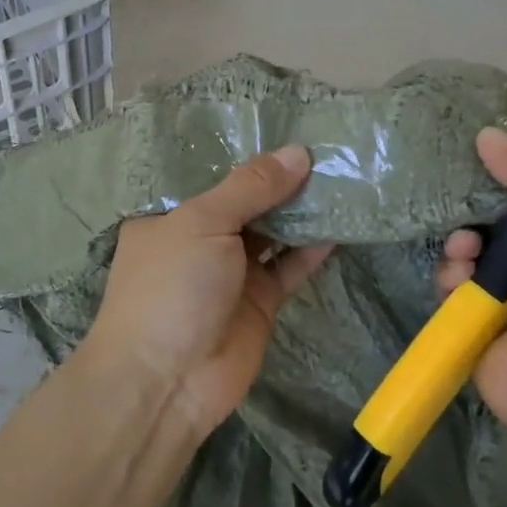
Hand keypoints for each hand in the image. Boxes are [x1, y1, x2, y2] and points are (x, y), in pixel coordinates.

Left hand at [85, 146, 333, 439]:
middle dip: (280, 178)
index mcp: (170, 213)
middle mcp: (200, 238)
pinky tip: (339, 221)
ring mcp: (231, 271)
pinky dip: (312, 247)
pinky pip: (290, 266)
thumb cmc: (171, 286)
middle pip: (246, 200)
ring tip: (339, 174)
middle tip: (325, 144)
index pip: (210, 173)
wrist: (166, 383)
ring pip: (272, 231)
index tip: (286, 123)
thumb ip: (251, 187)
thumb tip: (298, 152)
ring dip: (300, 209)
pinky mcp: (260, 301)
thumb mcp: (203, 222)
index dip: (246, 151)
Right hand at [436, 128, 506, 453]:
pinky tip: (459, 286)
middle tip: (469, 212)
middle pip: (493, 218)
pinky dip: (449, 281)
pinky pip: (450, 288)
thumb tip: (487, 134)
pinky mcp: (475, 325)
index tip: (479, 156)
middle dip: (475, 210)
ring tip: (466, 255)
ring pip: (466, 251)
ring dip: (460, 245)